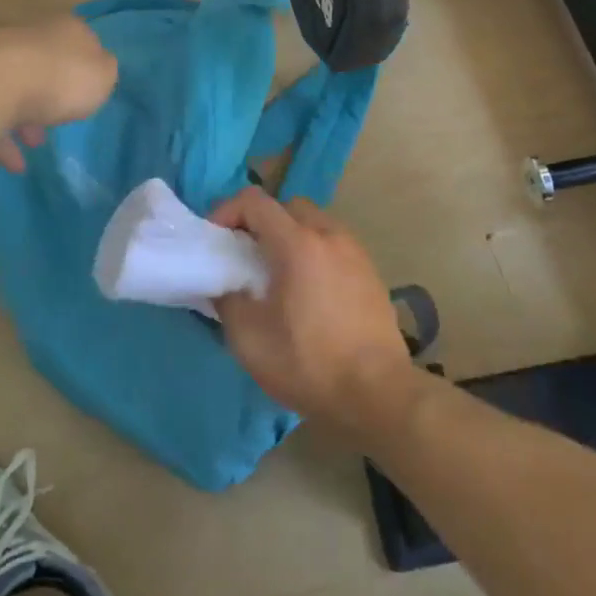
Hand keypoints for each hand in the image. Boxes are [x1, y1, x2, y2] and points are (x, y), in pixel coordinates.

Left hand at [0, 16, 118, 172]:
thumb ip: (103, 72)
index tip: (87, 90)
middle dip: (50, 93)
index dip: (85, 65)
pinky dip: (2, 140)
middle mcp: (28, 36)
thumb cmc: (60, 78)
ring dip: (25, 118)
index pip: (79, 39)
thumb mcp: (102, 76)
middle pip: (43, 63)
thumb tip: (97, 68)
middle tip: (59, 119)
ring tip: (35, 145)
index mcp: (64, 29)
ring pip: (13, 88)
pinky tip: (14, 164)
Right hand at [208, 186, 418, 439]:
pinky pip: (334, 245)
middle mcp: (329, 235)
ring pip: (314, 223)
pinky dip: (314, 252)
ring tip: (277, 274)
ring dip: (289, 236)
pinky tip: (309, 291)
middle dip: (260, 221)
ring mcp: (355, 251)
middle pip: (287, 206)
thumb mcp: (249, 339)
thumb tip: (226, 285)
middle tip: (245, 255)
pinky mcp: (371, 272)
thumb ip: (227, 300)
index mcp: (297, 243)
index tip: (216, 240)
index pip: (255, 201)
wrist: (379, 394)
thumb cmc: (309, 363)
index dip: (227, 211)